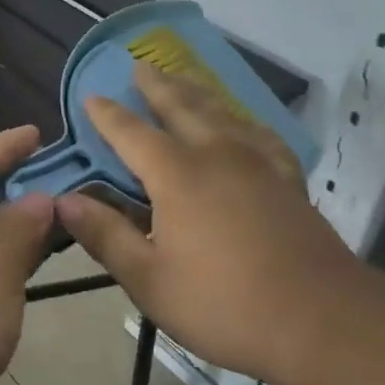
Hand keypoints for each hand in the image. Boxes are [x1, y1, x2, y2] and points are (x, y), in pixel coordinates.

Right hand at [55, 64, 357, 384]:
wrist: (320, 319)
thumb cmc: (224, 304)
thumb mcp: (149, 280)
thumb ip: (106, 236)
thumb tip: (64, 201)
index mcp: (178, 176)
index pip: (132, 133)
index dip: (108, 115)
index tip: (91, 96)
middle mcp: (217, 155)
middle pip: (182, 107)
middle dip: (157, 85)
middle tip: (139, 64)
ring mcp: (259, 163)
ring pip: (222, 112)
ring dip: (196, 92)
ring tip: (182, 79)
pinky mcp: (288, 179)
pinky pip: (260, 134)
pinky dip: (243, 120)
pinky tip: (242, 124)